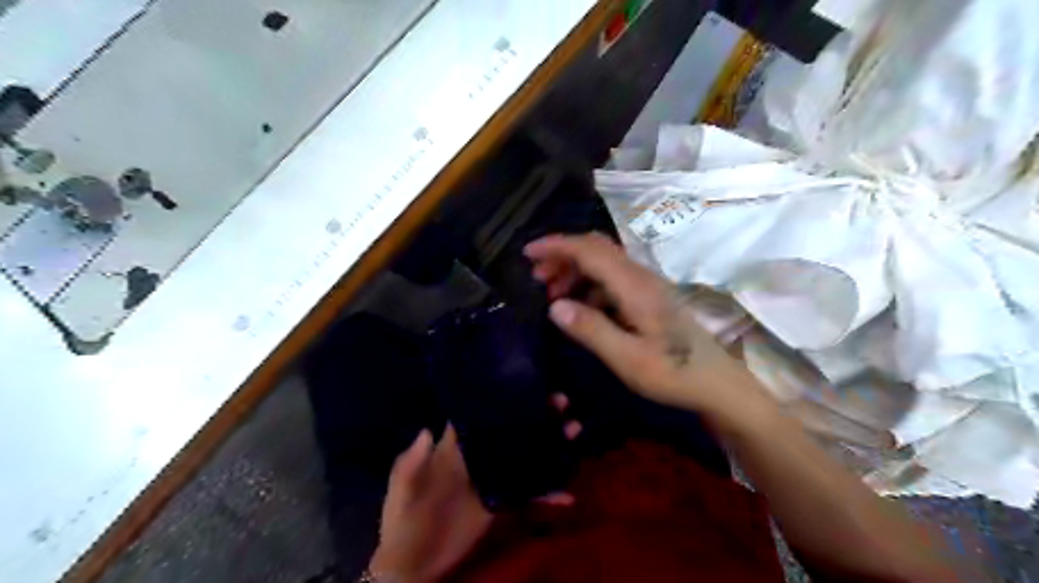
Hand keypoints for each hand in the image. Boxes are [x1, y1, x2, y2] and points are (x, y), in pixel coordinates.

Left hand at [370, 398, 579, 580]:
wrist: (412, 563)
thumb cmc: (403, 519)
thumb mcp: (402, 490)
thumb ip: (411, 463)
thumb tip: (426, 430)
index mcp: (453, 448)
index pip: (477, 417)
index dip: (498, 400)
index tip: (524, 382)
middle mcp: (477, 457)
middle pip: (509, 431)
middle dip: (536, 415)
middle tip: (562, 401)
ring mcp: (491, 479)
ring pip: (524, 456)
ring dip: (549, 445)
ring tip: (574, 430)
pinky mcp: (499, 503)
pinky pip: (527, 494)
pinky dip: (547, 494)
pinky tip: (568, 494)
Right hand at [529, 233, 760, 422]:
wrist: (716, 383)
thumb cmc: (674, 373)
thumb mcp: (628, 359)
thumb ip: (591, 330)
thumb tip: (554, 306)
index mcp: (635, 286)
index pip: (590, 251)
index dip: (557, 246)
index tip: (527, 253)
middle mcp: (641, 277)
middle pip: (597, 249)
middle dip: (562, 255)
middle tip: (536, 277)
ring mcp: (646, 286)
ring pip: (603, 263)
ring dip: (574, 270)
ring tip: (551, 293)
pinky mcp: (648, 298)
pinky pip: (611, 279)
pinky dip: (588, 285)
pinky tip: (579, 308)